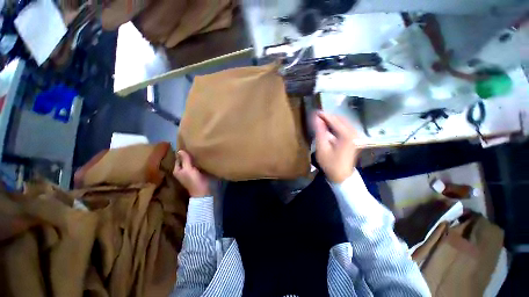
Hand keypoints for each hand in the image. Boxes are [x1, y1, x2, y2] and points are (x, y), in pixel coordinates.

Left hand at [173, 150, 210, 196]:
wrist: (202, 191)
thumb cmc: (193, 180)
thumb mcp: (188, 169)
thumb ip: (185, 160)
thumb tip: (180, 150)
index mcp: (177, 170)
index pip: (178, 158)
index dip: (182, 153)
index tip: (186, 145)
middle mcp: (182, 171)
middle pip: (184, 160)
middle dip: (188, 155)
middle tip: (193, 146)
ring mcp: (189, 172)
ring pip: (190, 162)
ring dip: (193, 158)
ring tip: (197, 150)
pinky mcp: (196, 173)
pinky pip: (195, 165)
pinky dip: (197, 162)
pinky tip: (201, 157)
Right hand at [313, 112, 360, 182]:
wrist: (342, 176)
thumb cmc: (330, 163)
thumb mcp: (322, 148)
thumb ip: (320, 132)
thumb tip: (316, 118)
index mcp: (346, 135)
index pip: (334, 120)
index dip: (324, 115)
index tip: (315, 111)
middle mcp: (354, 133)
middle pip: (341, 119)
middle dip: (329, 116)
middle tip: (317, 116)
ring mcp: (355, 136)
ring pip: (344, 122)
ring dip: (333, 120)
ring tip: (321, 120)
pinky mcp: (354, 139)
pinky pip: (345, 127)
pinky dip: (337, 125)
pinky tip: (329, 126)